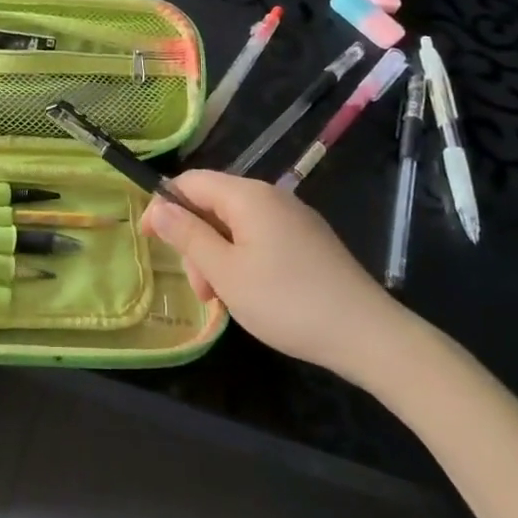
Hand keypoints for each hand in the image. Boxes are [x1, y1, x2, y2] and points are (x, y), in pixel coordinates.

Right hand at [142, 171, 416, 386]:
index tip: (148, 241)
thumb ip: (187, 236)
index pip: (190, 182)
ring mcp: (293, 218)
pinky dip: (242, 260)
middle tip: (201, 290)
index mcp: (248, 195)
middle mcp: (271, 196)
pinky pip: (260, 238)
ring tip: (224, 300)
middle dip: (195, 242)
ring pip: (235, 226)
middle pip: (213, 204)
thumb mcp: (225, 272)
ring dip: (217, 257)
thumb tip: (158, 208)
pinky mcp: (308, 240)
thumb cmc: (287, 302)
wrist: (369, 335)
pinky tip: (250, 294)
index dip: (163, 206)